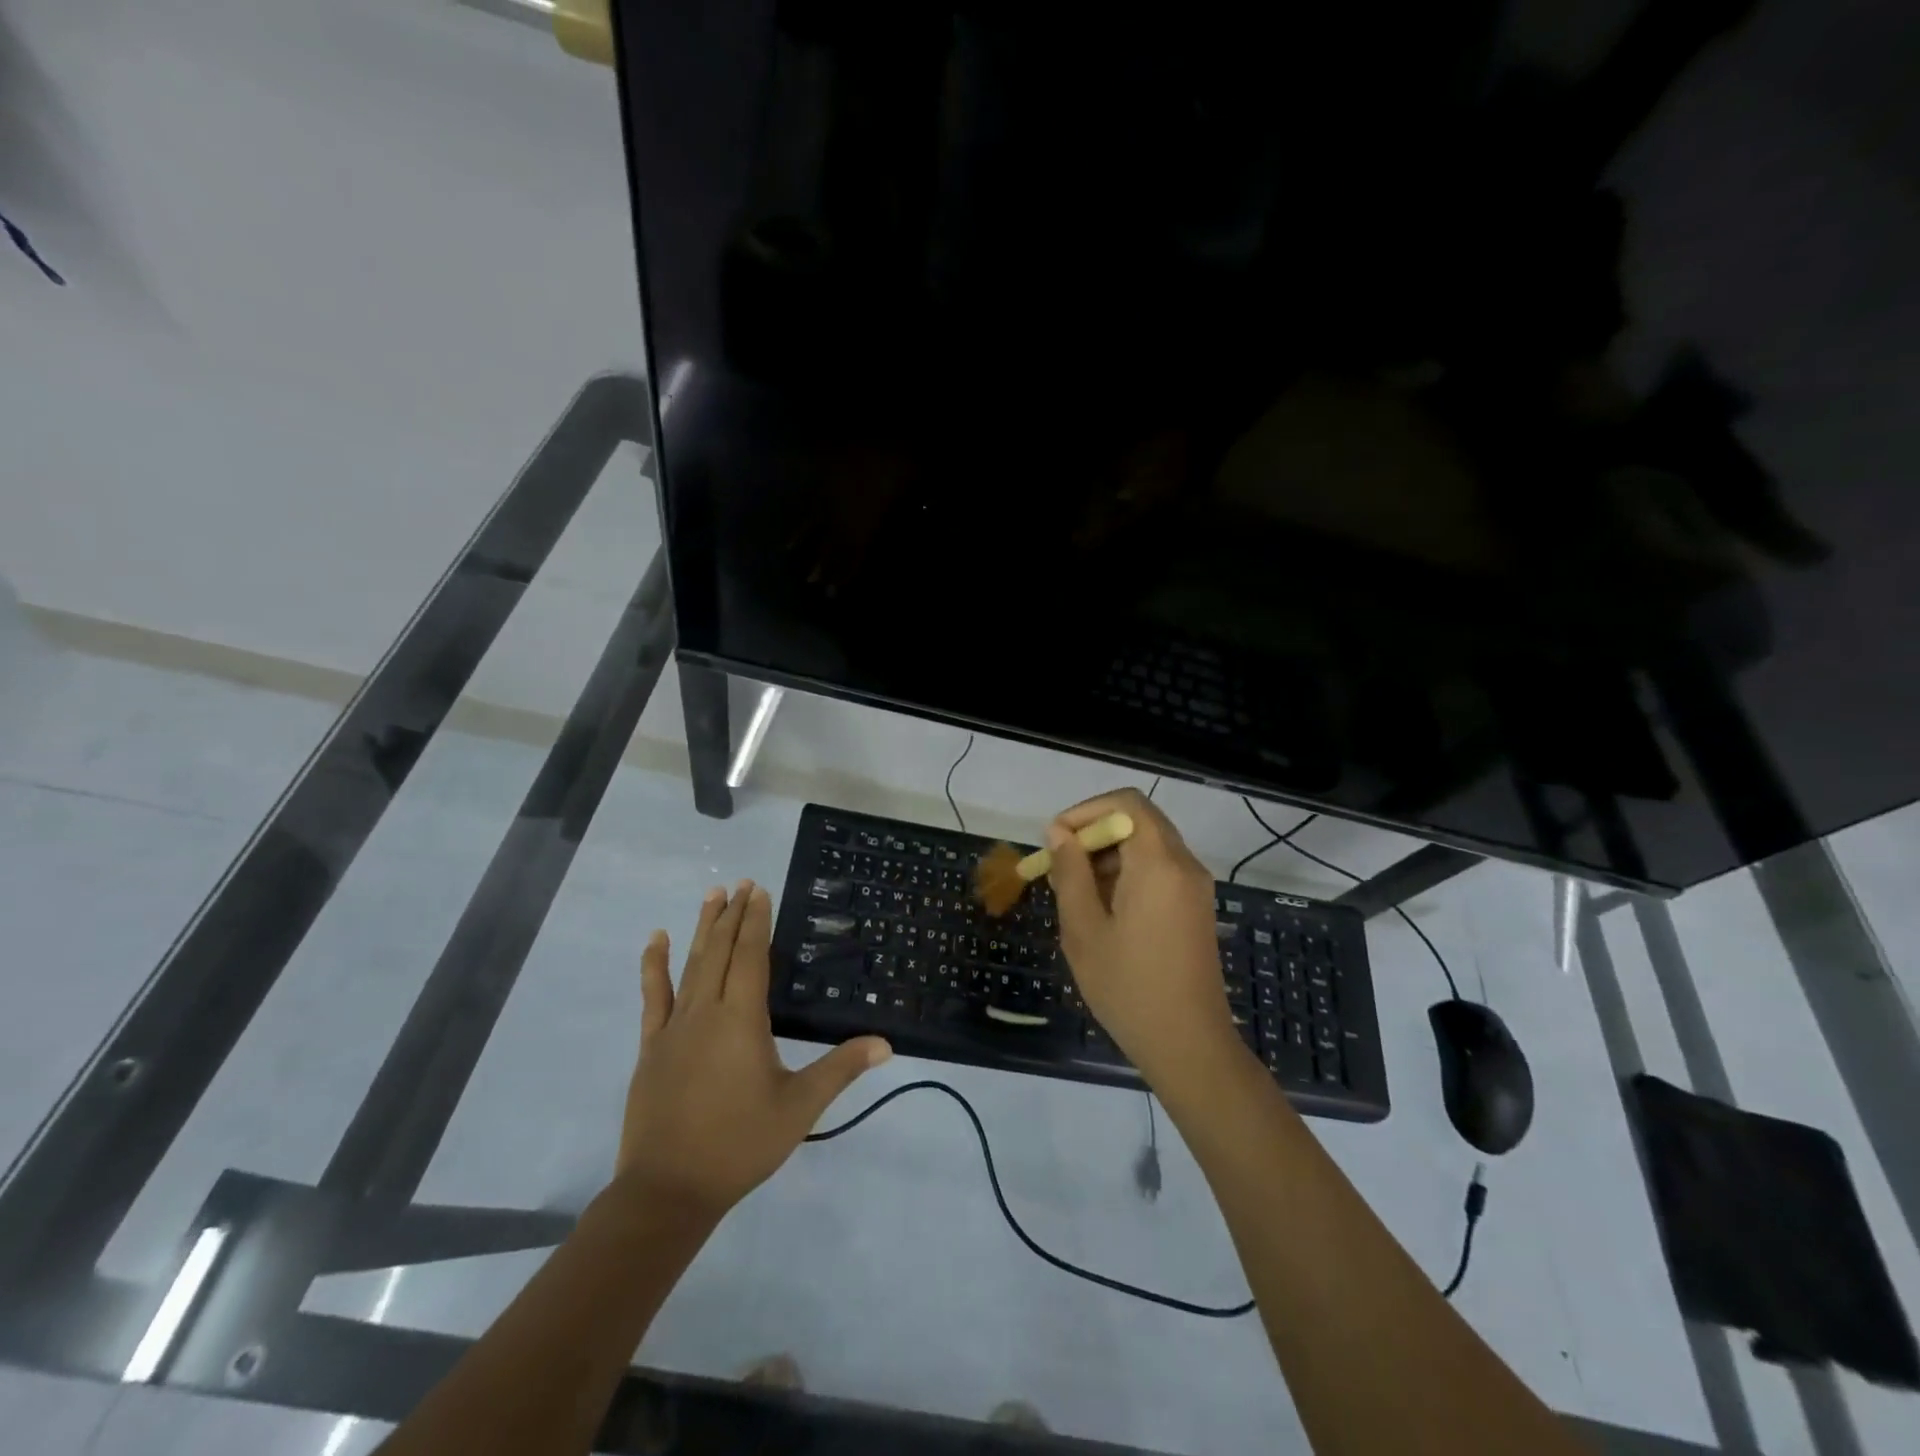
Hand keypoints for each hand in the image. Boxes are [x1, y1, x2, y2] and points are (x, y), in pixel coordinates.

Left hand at [613, 881, 890, 1222]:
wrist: (668, 1189)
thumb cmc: (740, 1144)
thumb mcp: (800, 1107)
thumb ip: (841, 1069)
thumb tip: (886, 1043)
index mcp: (742, 1019)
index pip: (751, 956)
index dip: (756, 921)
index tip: (760, 890)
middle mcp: (707, 1011)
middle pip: (721, 951)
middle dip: (733, 915)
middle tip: (741, 883)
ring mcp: (674, 1027)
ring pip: (691, 964)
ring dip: (703, 928)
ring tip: (711, 895)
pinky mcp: (653, 1045)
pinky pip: (654, 996)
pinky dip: (654, 965)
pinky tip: (656, 940)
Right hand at [1047, 790, 1240, 1085]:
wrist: (1189, 1045)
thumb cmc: (1129, 987)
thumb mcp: (1084, 929)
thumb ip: (1070, 873)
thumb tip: (1059, 832)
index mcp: (1159, 863)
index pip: (1126, 803)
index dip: (1086, 810)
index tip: (1057, 840)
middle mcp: (1184, 864)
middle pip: (1138, 820)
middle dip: (1094, 833)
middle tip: (1060, 865)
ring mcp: (1195, 886)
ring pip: (1148, 844)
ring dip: (1109, 854)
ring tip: (1075, 891)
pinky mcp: (1196, 906)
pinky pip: (1160, 869)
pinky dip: (1129, 872)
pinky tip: (1103, 908)